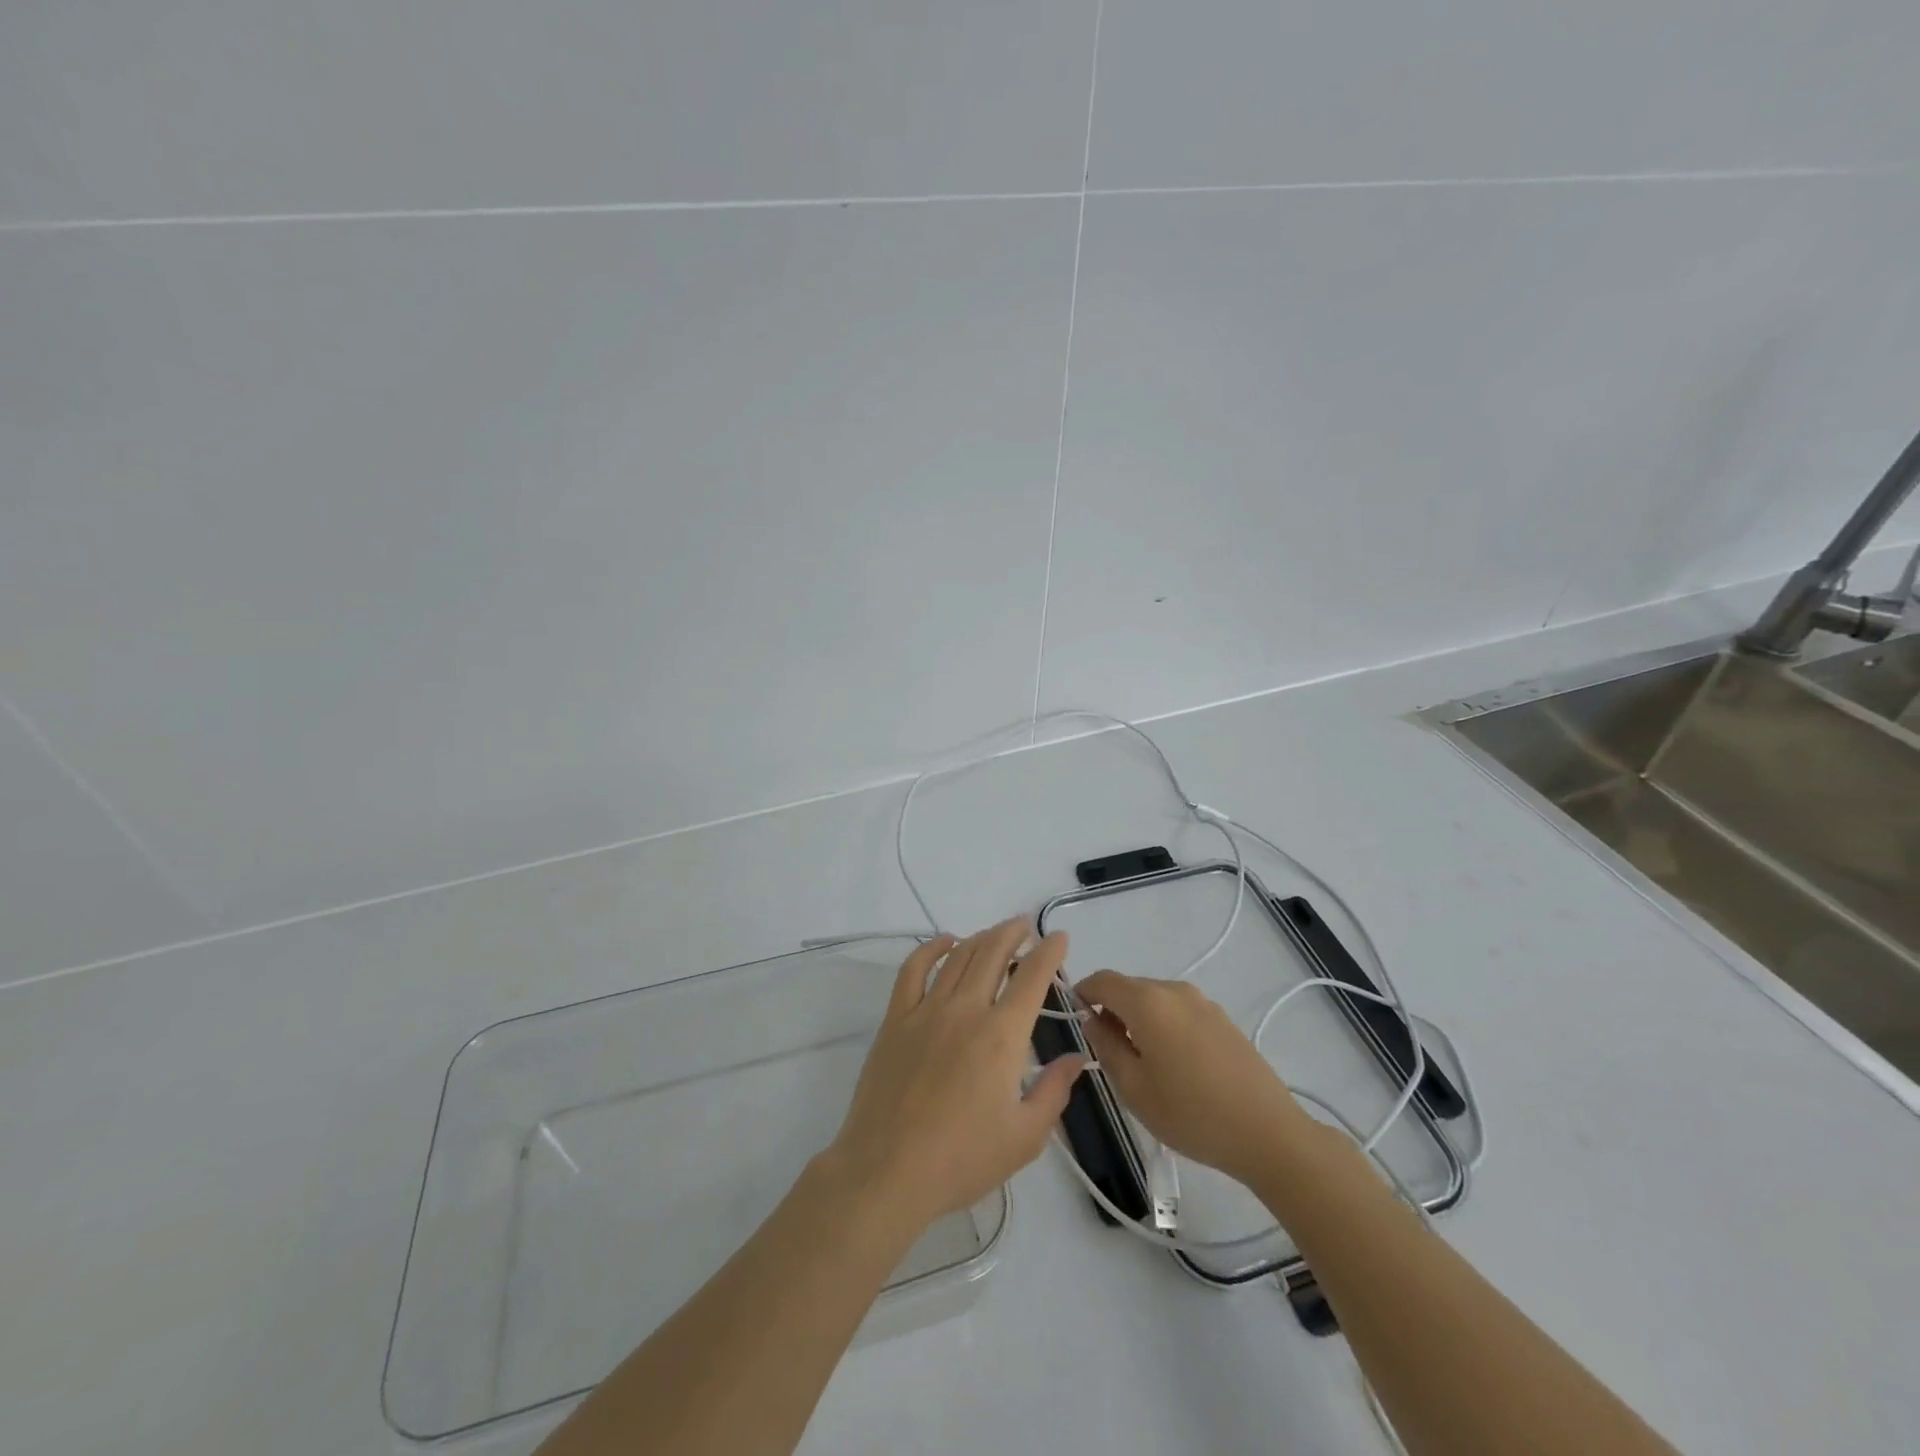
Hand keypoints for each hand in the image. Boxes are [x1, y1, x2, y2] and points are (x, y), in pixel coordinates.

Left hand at [824, 920, 1083, 1234]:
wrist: (888, 1171)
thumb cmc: (962, 1159)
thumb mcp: (1024, 1137)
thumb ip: (1054, 1091)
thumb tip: (1076, 1058)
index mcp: (1002, 1035)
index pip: (1032, 978)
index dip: (1049, 952)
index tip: (1059, 937)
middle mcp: (966, 1009)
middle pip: (993, 954)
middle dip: (1013, 933)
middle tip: (1025, 926)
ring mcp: (926, 1010)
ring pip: (958, 957)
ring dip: (980, 938)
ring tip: (994, 933)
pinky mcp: (896, 1019)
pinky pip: (913, 970)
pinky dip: (931, 949)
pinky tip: (944, 942)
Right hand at [1075, 969, 1308, 1188]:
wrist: (1268, 1133)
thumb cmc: (1191, 1114)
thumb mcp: (1134, 1088)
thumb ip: (1106, 1047)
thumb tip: (1092, 1020)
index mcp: (1147, 1002)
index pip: (1102, 980)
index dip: (1083, 993)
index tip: (1076, 1018)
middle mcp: (1174, 990)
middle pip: (1129, 987)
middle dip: (1111, 1009)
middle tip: (1108, 1050)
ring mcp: (1203, 1002)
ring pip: (1155, 999)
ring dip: (1139, 1018)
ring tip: (1143, 1062)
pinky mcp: (1222, 1018)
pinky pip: (1179, 1010)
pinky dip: (1164, 1024)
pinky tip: (1175, 1063)